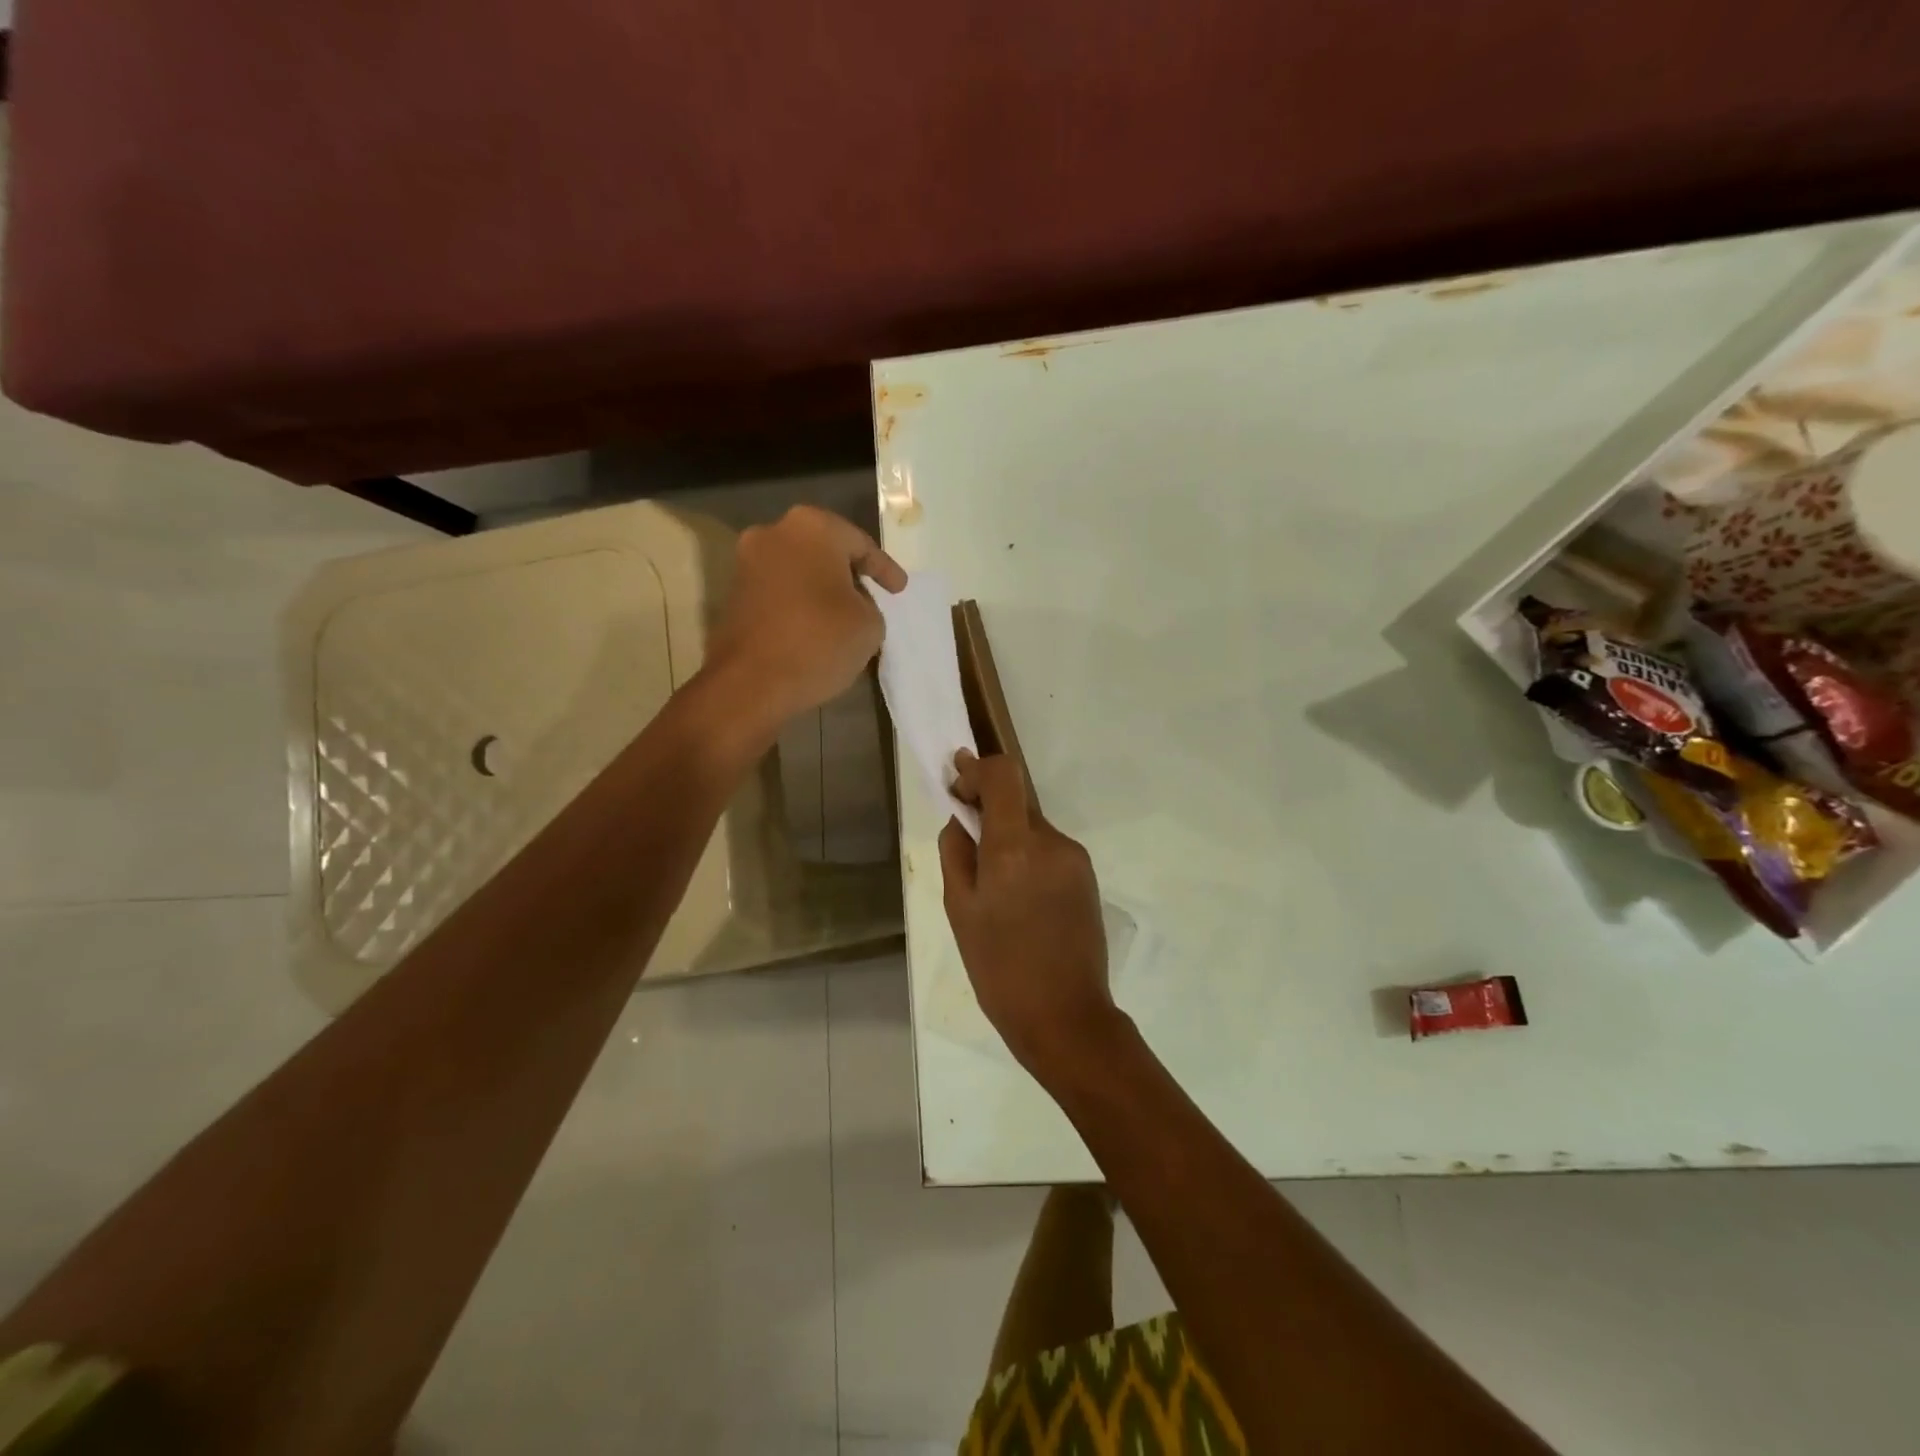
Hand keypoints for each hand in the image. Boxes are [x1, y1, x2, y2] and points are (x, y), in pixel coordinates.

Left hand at [705, 506, 906, 737]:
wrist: (749, 683)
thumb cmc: (818, 642)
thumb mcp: (870, 625)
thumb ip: (869, 603)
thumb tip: (851, 603)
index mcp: (813, 527)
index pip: (861, 544)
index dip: (885, 570)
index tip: (899, 589)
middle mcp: (774, 532)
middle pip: (825, 551)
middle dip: (849, 573)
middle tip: (873, 595)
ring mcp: (748, 561)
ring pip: (800, 569)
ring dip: (822, 587)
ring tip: (845, 614)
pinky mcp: (734, 592)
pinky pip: (780, 589)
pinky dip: (800, 602)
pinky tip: (816, 625)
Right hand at [938, 751, 1120, 1079]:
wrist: (1065, 1016)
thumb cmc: (999, 968)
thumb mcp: (960, 910)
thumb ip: (957, 853)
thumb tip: (962, 820)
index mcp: (1015, 847)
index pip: (1003, 774)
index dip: (977, 770)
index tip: (957, 785)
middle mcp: (1051, 842)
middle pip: (1017, 801)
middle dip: (989, 809)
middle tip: (965, 837)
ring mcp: (1075, 859)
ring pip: (1033, 827)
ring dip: (1009, 837)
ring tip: (993, 886)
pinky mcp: (1087, 877)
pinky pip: (1049, 851)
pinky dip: (1028, 857)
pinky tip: (1019, 898)